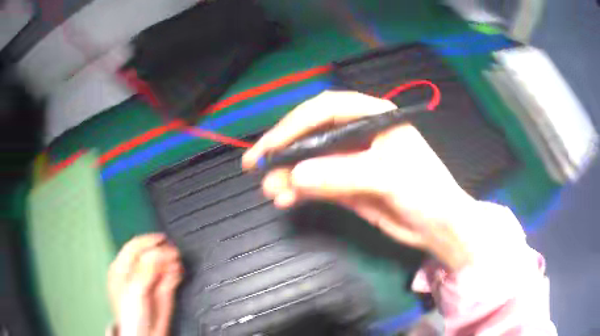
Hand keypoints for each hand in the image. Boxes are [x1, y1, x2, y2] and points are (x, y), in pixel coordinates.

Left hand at [107, 233, 182, 335]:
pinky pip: (170, 276)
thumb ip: (145, 270)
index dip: (147, 241)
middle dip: (162, 252)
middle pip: (149, 255)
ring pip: (161, 264)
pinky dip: (175, 272)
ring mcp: (150, 281)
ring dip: (170, 261)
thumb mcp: (135, 290)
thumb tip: (158, 252)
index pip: (134, 247)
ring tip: (177, 263)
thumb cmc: (132, 314)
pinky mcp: (163, 290)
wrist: (147, 334)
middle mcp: (137, 272)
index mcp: (123, 268)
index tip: (162, 239)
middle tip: (174, 252)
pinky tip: (178, 271)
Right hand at [243, 91, 475, 270]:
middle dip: (284, 149)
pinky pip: (317, 183)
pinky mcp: (347, 185)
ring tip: (271, 191)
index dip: (294, 124)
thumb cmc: (425, 191)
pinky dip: (299, 190)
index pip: (325, 109)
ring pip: (311, 160)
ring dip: (289, 174)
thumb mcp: (388, 177)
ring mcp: (351, 161)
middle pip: (313, 133)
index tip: (271, 145)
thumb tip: (295, 175)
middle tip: (256, 166)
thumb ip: (342, 174)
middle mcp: (359, 134)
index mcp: (373, 117)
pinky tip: (285, 199)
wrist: (438, 227)